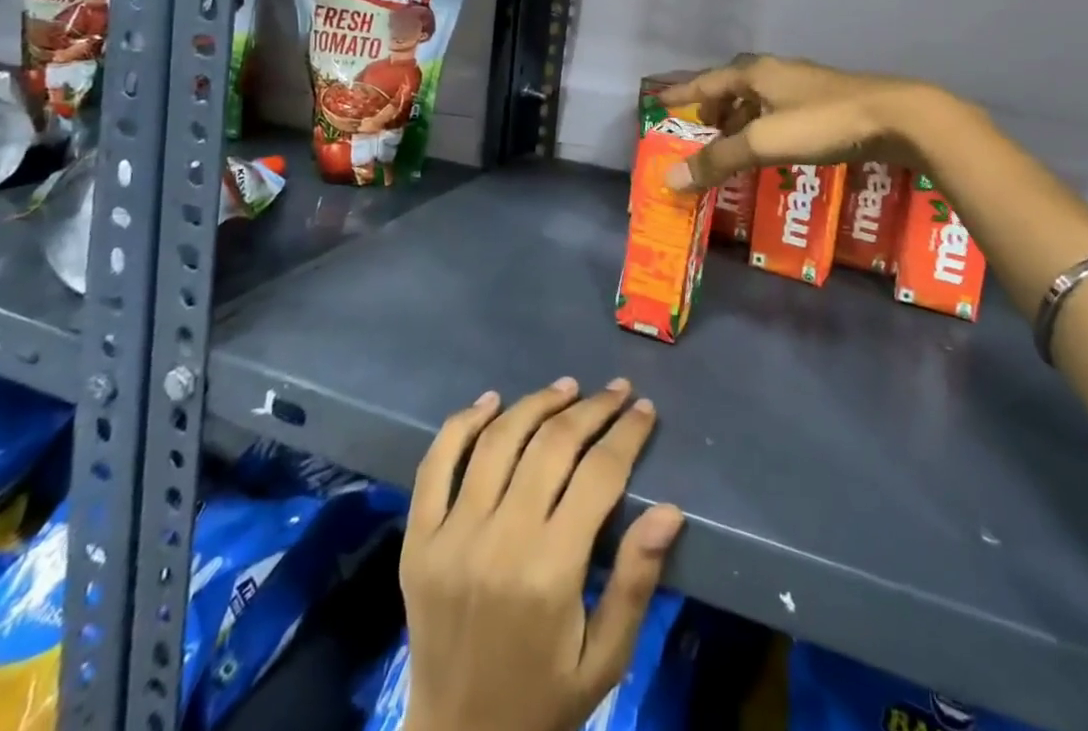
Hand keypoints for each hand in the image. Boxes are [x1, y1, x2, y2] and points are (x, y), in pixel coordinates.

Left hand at [400, 378, 685, 730]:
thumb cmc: (543, 698)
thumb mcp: (605, 657)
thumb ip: (636, 581)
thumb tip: (670, 509)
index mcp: (549, 572)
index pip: (598, 475)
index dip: (626, 434)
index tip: (643, 409)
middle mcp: (498, 541)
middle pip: (551, 445)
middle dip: (591, 409)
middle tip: (615, 390)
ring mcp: (450, 535)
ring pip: (498, 441)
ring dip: (536, 404)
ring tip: (566, 389)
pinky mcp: (418, 538)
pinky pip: (436, 463)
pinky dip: (463, 423)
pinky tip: (491, 401)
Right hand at [658, 54, 937, 190]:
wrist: (896, 117)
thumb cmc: (822, 124)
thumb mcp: (763, 143)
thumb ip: (717, 161)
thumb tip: (669, 179)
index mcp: (756, 73)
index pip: (707, 81)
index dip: (682, 93)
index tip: (659, 101)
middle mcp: (777, 72)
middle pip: (733, 86)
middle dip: (713, 107)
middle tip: (700, 129)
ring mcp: (805, 85)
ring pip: (759, 98)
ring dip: (740, 118)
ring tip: (733, 143)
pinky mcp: (827, 102)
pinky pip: (780, 110)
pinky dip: (765, 125)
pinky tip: (774, 146)